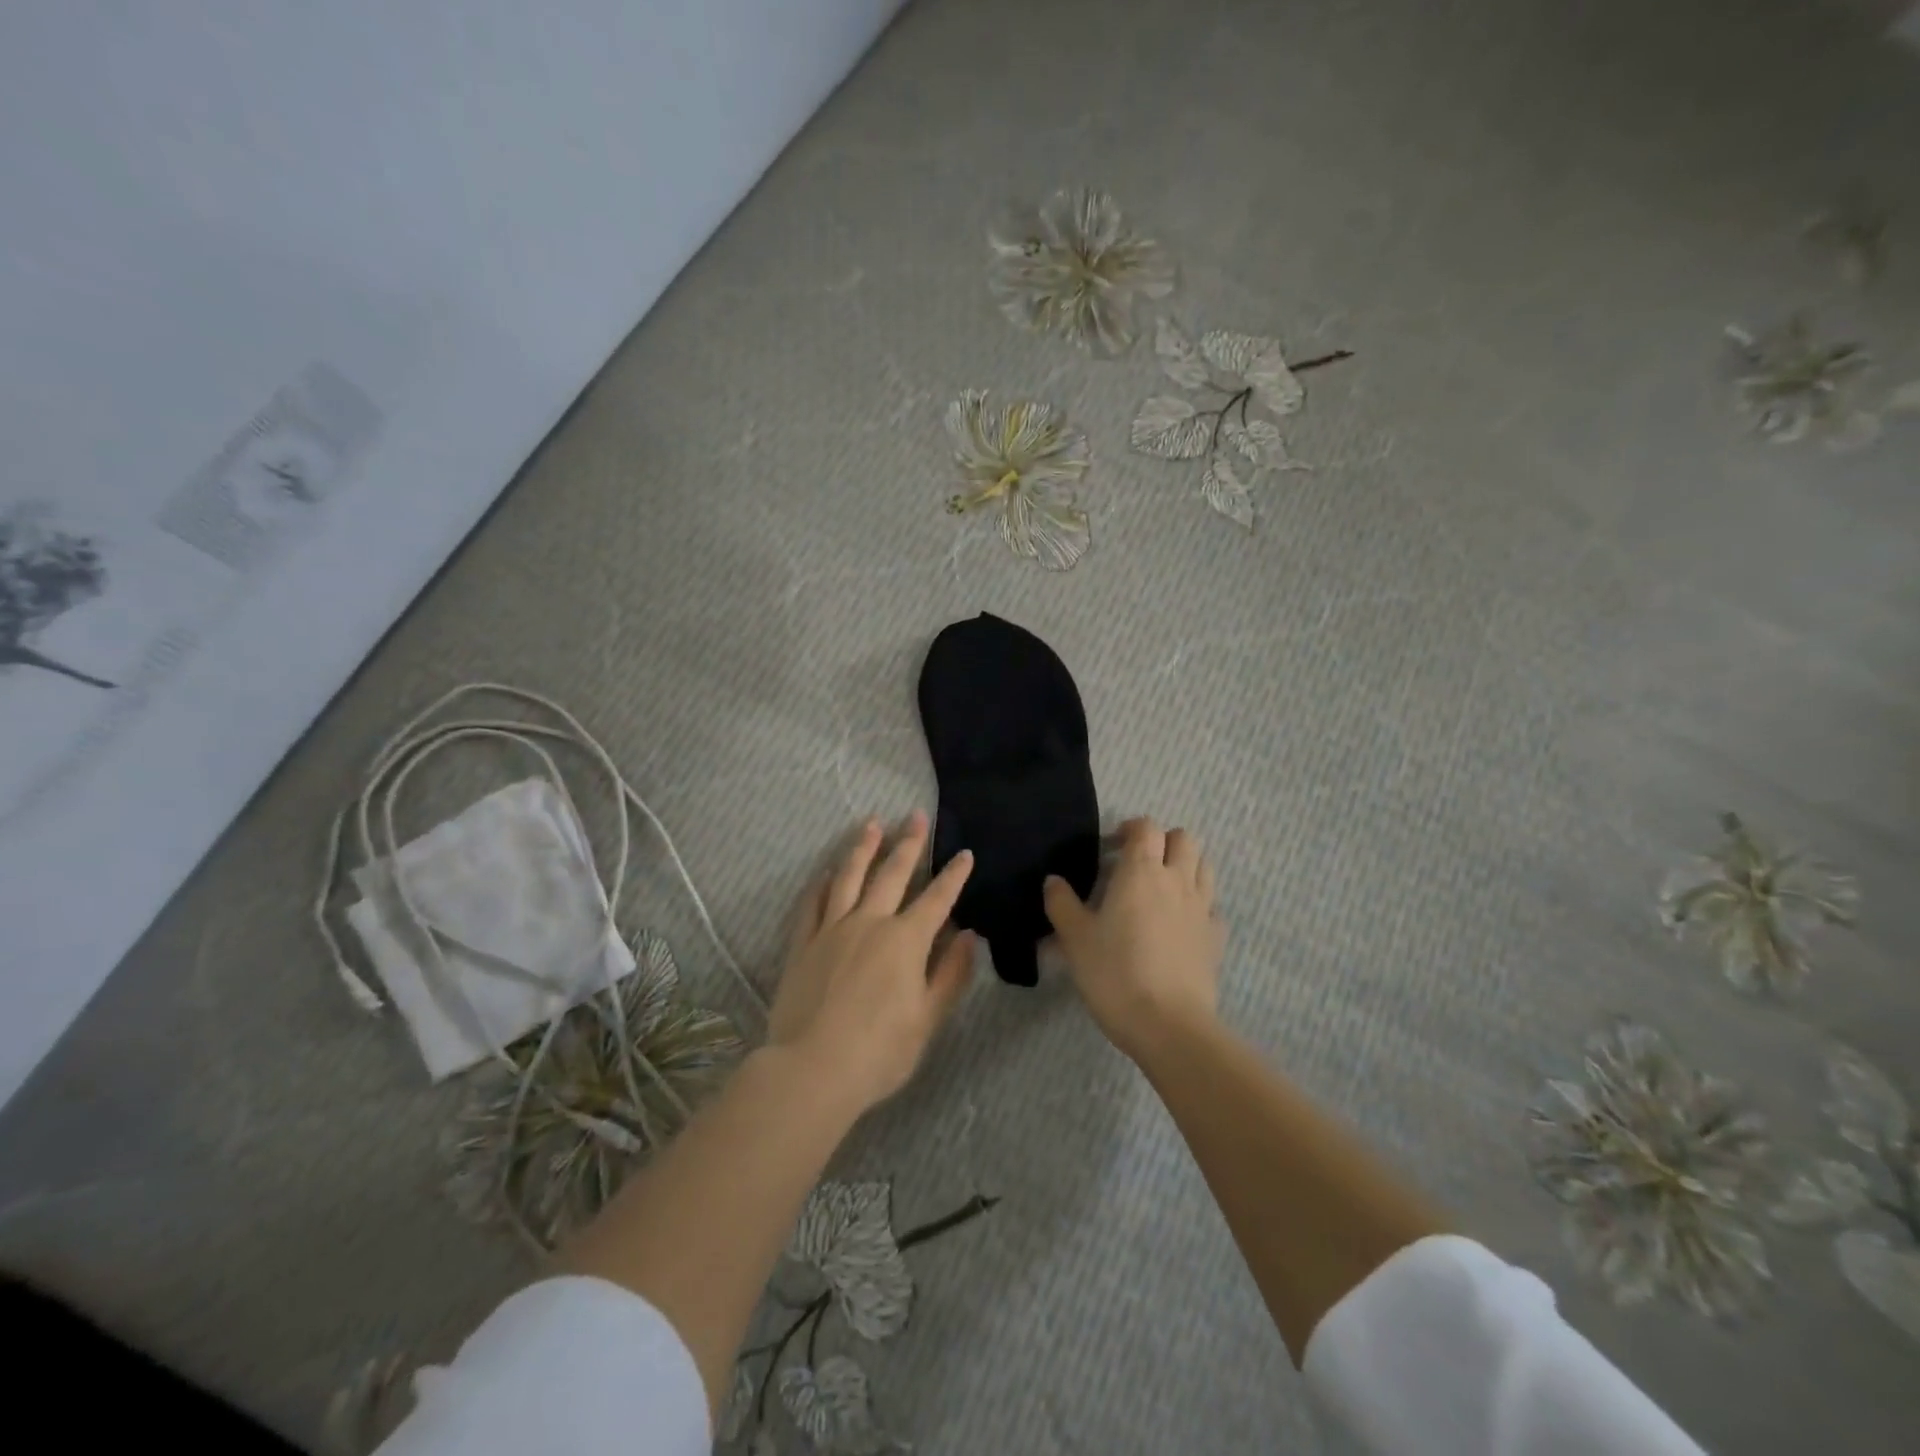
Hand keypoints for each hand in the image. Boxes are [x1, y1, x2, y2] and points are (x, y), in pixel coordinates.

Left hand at [768, 811, 976, 1115]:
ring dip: (862, 848)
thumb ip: (950, 974)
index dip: (953, 875)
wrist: (811, 1070)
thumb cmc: (879, 1052)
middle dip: (908, 843)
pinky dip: (823, 882)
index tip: (964, 853)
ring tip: (871, 823)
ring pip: (849, 877)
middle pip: (892, 873)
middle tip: (916, 815)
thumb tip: (968, 936)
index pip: (937, 899)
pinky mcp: (802, 943)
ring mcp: (832, 929)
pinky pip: (813, 903)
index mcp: (906, 941)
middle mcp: (870, 923)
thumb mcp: (927, 1019)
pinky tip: (828, 871)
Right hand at [1043, 817, 1224, 1061]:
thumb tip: (1053, 881)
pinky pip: (1212, 908)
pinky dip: (1199, 906)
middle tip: (1138, 863)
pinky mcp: (1216, 939)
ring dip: (1185, 866)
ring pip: (1204, 867)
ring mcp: (1202, 909)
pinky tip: (1181, 925)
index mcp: (1142, 872)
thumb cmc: (1114, 973)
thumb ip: (1061, 904)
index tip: (1110, 847)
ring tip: (1161, 888)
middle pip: (1184, 839)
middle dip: (1163, 841)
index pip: (1146, 828)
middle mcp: (1177, 881)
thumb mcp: (1075, 938)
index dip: (1129, 829)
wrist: (1168, 1025)